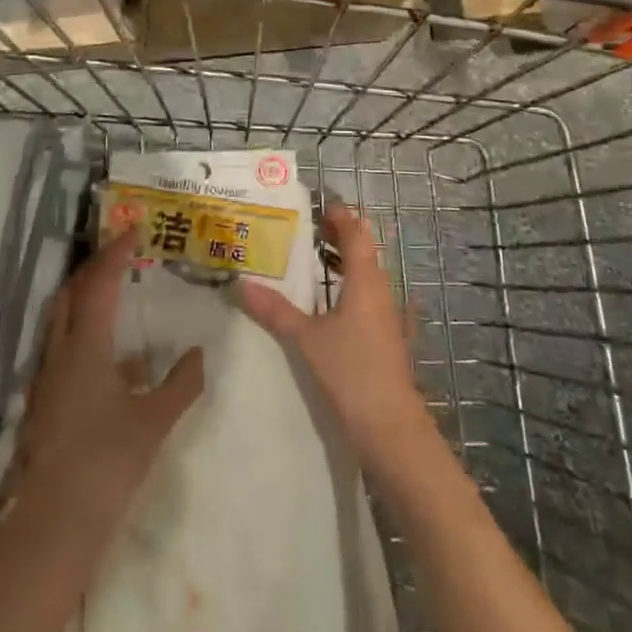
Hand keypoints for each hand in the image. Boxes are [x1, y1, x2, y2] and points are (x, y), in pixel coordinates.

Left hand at [7, 230, 204, 526]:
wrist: (55, 522)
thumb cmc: (107, 462)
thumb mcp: (154, 421)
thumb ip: (181, 383)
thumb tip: (198, 353)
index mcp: (86, 347)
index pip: (101, 284)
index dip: (117, 252)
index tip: (134, 228)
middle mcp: (61, 353)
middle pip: (72, 294)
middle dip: (95, 268)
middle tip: (122, 254)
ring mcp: (48, 378)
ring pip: (63, 321)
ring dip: (88, 300)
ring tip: (119, 296)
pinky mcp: (46, 401)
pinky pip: (66, 351)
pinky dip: (89, 339)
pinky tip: (120, 364)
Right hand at [237, 204, 435, 467]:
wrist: (391, 427)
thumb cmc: (351, 372)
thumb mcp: (307, 339)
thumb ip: (275, 310)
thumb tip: (240, 284)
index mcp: (365, 282)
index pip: (357, 235)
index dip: (341, 217)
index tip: (319, 204)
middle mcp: (381, 292)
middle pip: (365, 251)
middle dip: (341, 236)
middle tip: (309, 227)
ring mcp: (388, 316)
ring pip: (367, 276)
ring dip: (345, 262)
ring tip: (314, 258)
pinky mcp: (387, 338)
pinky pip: (368, 298)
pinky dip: (349, 288)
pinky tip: (330, 302)